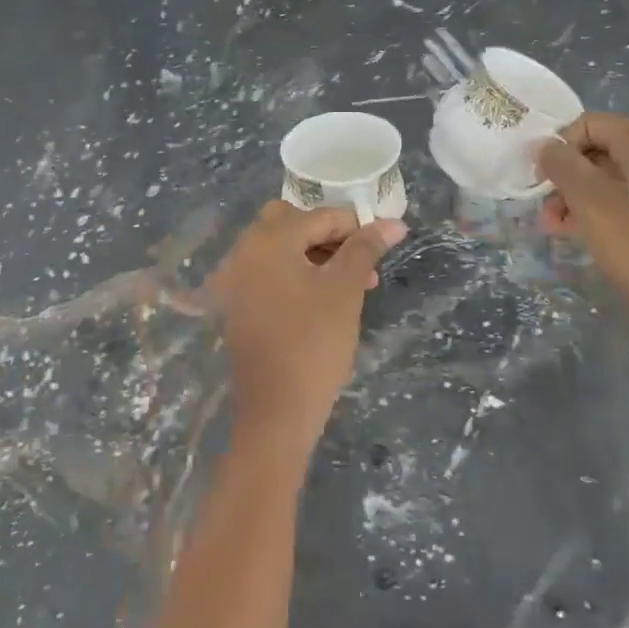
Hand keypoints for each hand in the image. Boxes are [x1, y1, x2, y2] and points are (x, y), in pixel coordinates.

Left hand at [207, 202, 406, 464]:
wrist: (276, 411)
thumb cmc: (314, 343)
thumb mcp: (345, 290)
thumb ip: (365, 249)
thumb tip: (393, 222)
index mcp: (268, 240)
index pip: (319, 216)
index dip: (355, 226)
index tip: (384, 241)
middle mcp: (244, 251)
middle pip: (290, 223)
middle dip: (328, 236)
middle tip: (360, 260)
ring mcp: (235, 279)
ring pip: (280, 249)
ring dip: (315, 256)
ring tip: (354, 283)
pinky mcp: (236, 304)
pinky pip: (268, 273)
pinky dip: (295, 274)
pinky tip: (323, 298)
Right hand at [537, 113, 628, 376]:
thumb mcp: (590, 203)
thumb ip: (562, 166)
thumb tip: (546, 147)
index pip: (591, 123)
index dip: (559, 146)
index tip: (541, 180)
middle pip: (602, 150)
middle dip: (567, 176)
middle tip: (546, 209)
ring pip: (614, 179)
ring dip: (580, 197)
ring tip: (557, 227)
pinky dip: (603, 213)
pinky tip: (584, 236)